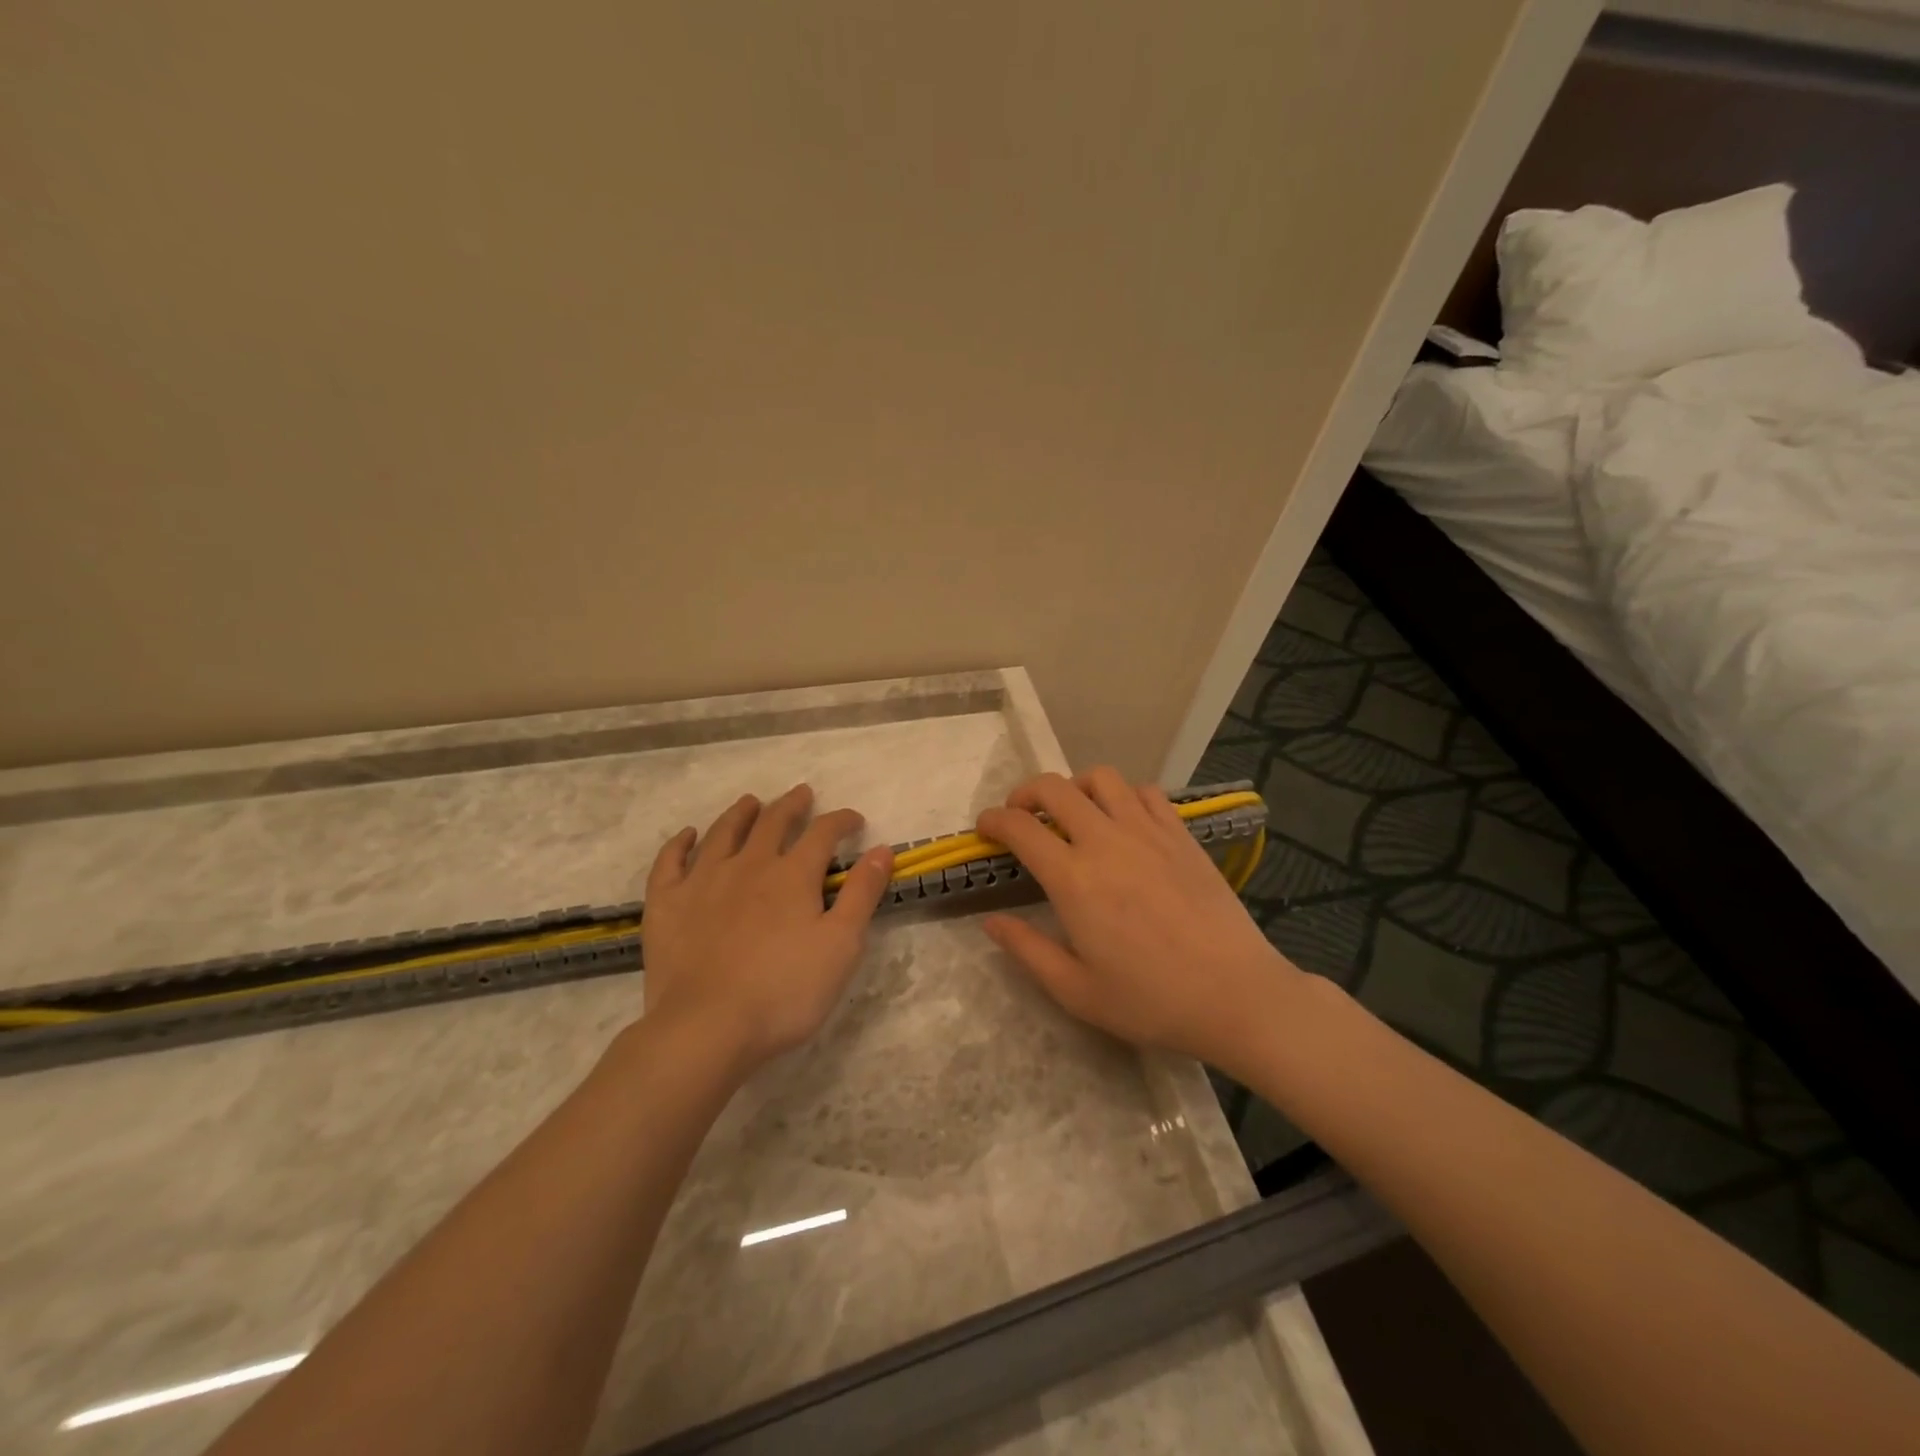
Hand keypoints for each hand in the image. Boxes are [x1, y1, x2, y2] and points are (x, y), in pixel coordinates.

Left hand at [640, 784, 893, 1078]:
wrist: (706, 1028)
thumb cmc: (785, 991)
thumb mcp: (841, 945)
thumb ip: (862, 894)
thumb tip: (883, 850)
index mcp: (793, 875)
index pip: (823, 833)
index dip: (841, 821)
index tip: (854, 820)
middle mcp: (748, 865)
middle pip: (772, 822)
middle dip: (791, 805)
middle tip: (801, 794)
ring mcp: (702, 881)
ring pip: (724, 833)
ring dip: (741, 813)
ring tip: (751, 802)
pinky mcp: (667, 904)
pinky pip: (670, 862)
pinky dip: (680, 844)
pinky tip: (688, 836)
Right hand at [977, 768, 1299, 1074]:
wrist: (1236, 995)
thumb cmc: (1151, 1000)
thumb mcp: (1076, 990)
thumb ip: (1027, 950)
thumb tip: (991, 921)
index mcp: (1073, 879)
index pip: (1020, 827)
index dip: (993, 821)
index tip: (985, 829)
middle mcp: (1106, 841)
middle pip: (1055, 788)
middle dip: (1025, 793)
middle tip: (1020, 815)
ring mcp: (1148, 832)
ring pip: (1101, 778)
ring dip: (1075, 787)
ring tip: (1073, 812)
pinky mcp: (1181, 834)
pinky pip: (1145, 792)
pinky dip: (1123, 796)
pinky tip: (1123, 822)